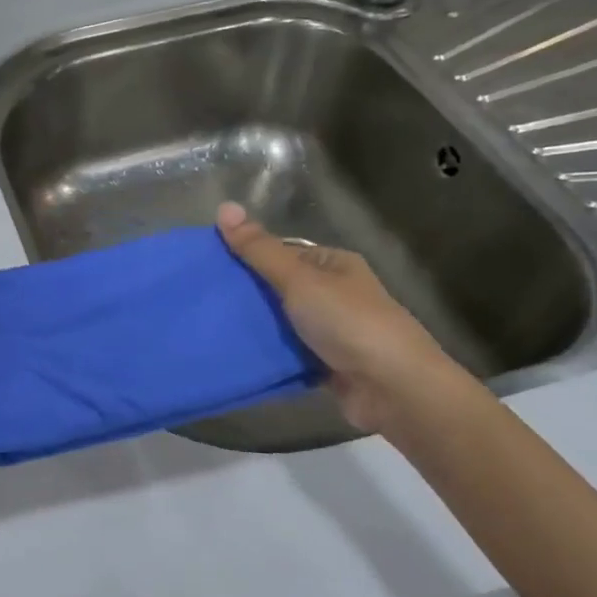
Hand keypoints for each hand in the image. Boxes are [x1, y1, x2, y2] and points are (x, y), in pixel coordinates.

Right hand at [217, 203, 457, 433]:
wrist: (394, 389)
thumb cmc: (349, 323)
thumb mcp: (299, 279)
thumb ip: (259, 250)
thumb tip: (224, 206)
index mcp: (334, 265)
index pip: (282, 252)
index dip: (246, 256)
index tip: (207, 267)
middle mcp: (335, 294)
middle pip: (279, 288)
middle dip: (246, 295)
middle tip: (202, 300)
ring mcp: (331, 332)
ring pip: (281, 323)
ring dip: (254, 327)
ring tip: (208, 327)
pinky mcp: (326, 365)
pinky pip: (287, 354)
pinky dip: (267, 355)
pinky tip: (234, 355)